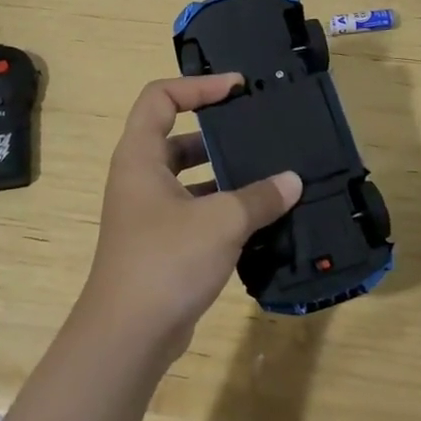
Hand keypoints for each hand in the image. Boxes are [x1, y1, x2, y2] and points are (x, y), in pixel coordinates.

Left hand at [79, 74, 302, 360]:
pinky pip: (193, 210)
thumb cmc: (167, 261)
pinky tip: (258, 217)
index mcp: (140, 156)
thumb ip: (259, 197)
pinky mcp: (159, 243)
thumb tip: (292, 181)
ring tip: (267, 172)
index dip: (197, 85)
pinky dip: (221, 207)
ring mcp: (147, 212)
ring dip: (223, 173)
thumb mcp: (221, 221)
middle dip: (216, 131)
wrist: (128, 336)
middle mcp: (138, 177)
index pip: (161, 97)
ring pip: (187, 176)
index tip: (237, 88)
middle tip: (257, 129)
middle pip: (176, 135)